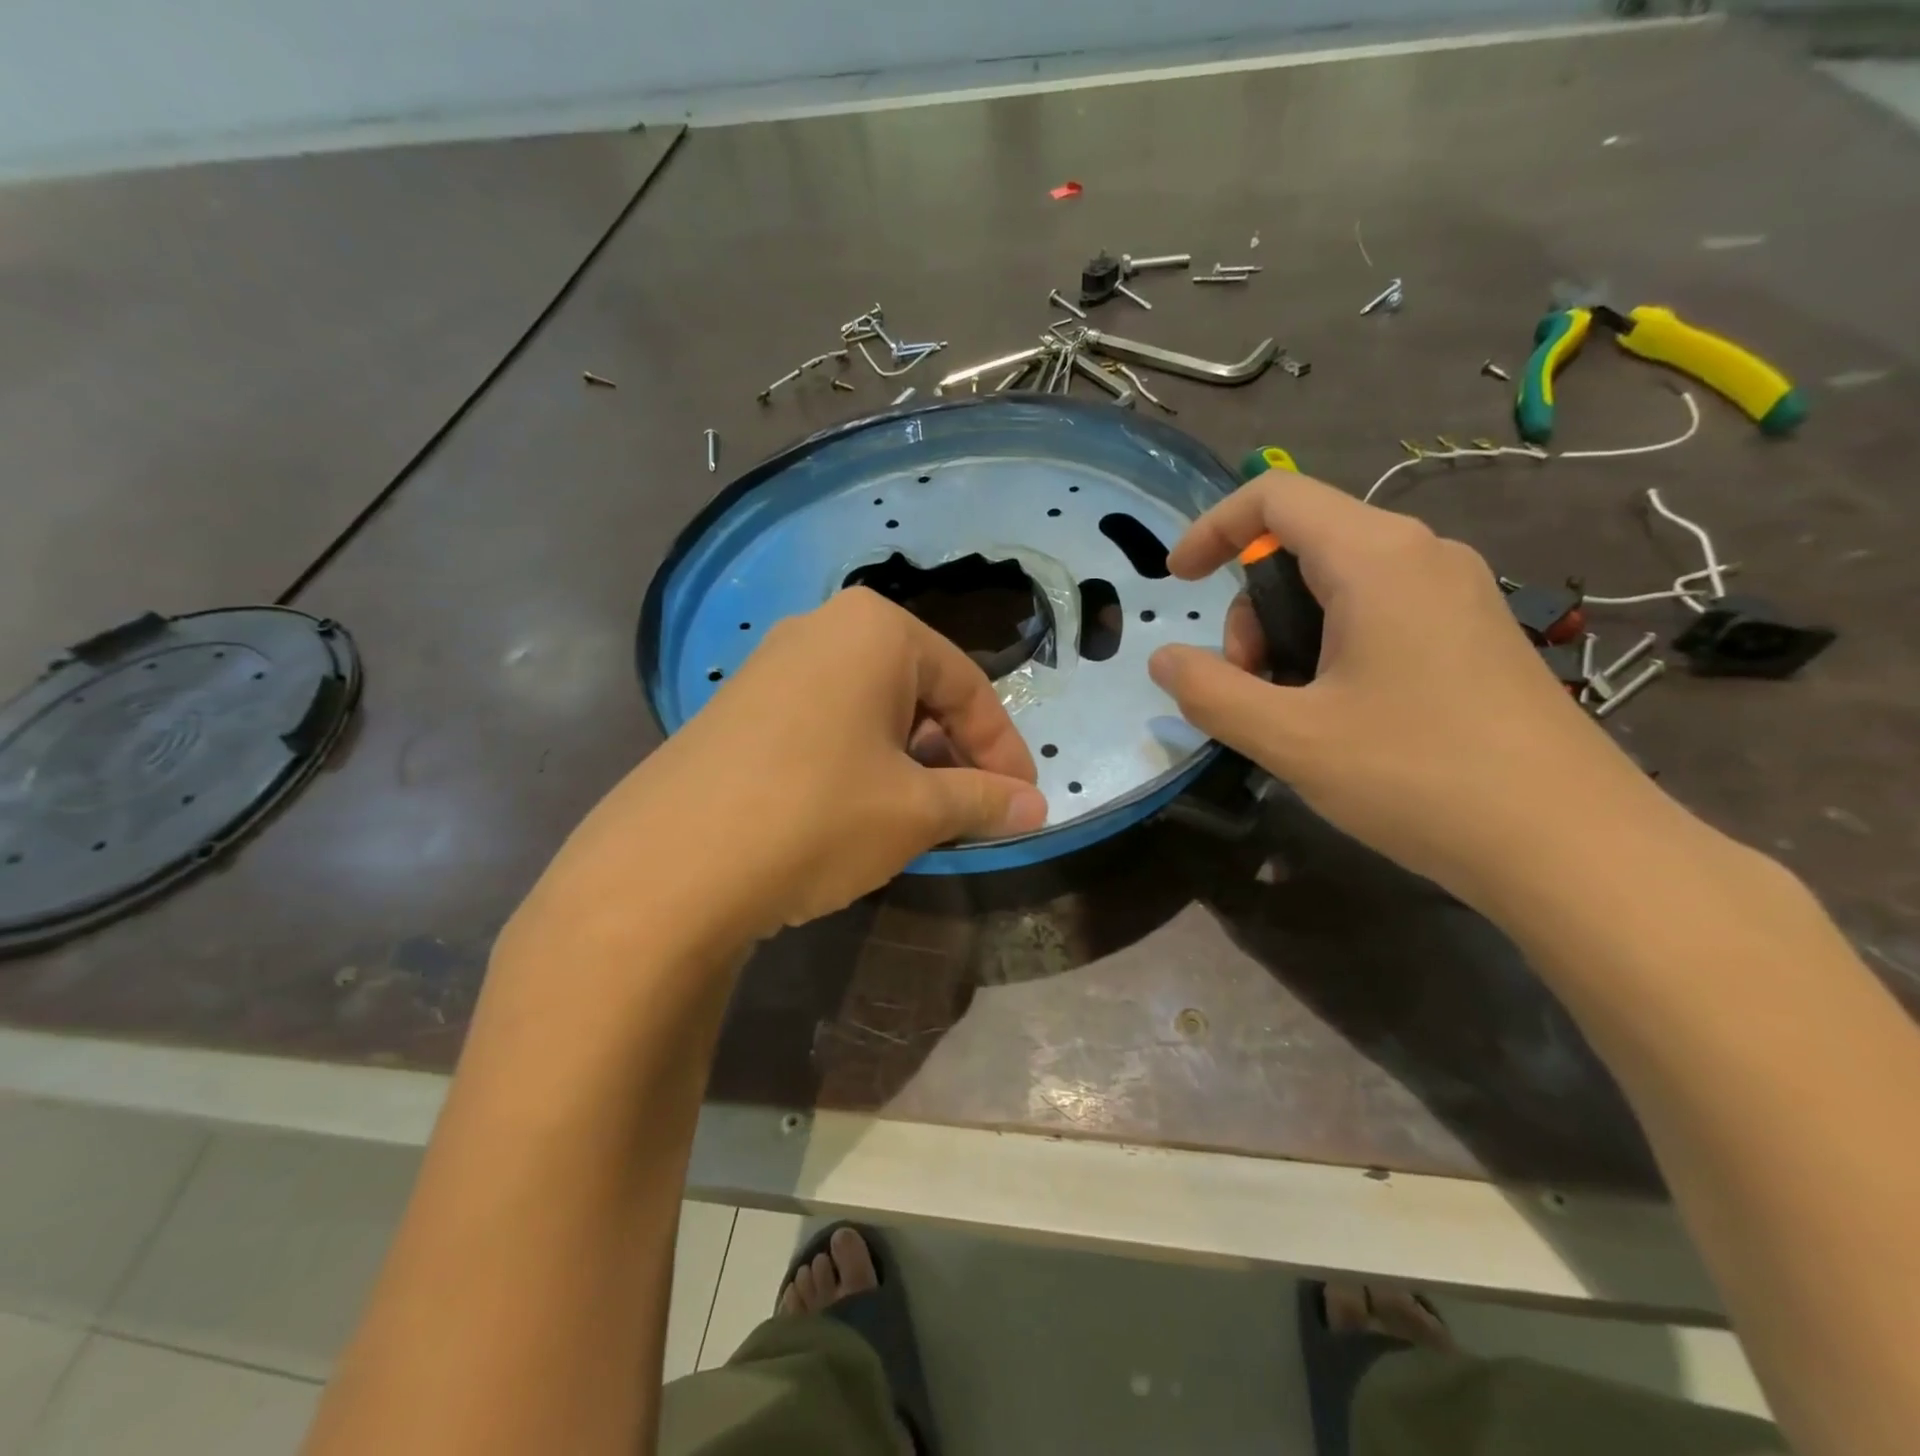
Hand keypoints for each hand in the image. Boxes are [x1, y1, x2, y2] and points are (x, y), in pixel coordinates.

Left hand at [521, 588, 1046, 948]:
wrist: (668, 869)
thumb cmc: (818, 815)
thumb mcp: (917, 811)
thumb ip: (984, 801)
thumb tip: (1037, 808)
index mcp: (875, 629)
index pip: (968, 686)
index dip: (1004, 749)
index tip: (1024, 800)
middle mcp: (822, 629)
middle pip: (918, 691)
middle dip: (954, 754)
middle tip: (974, 810)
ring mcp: (772, 666)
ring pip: (870, 710)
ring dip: (909, 762)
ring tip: (921, 818)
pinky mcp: (738, 708)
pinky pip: (825, 725)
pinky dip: (859, 763)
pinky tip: (858, 811)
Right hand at [1147, 471, 1668, 907]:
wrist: (1571, 845)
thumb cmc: (1419, 777)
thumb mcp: (1291, 738)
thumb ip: (1210, 692)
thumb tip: (1164, 659)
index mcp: (1376, 559)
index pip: (1274, 496)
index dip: (1211, 529)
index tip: (1178, 584)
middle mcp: (1422, 556)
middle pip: (1302, 544)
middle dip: (1251, 609)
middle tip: (1248, 685)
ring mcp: (1457, 594)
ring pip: (1338, 583)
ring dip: (1288, 635)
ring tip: (1293, 711)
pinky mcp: (1473, 634)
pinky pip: (1378, 612)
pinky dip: (1331, 647)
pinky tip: (1340, 715)